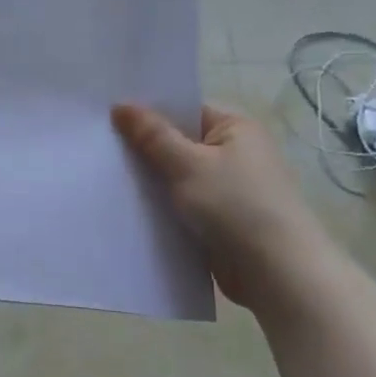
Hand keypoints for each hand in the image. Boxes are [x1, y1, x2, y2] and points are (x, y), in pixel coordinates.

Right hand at [112, 102, 334, 309]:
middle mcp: (235, 154)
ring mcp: (228, 189)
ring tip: (106, 176)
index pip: (185, 111)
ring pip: (177, 177)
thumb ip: (152, 135)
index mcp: (236, 129)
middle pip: (179, 143)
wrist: (275, 272)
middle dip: (144, 149)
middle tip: (100, 147)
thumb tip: (121, 105)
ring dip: (151, 181)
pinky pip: (182, 204)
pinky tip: (129, 207)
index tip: (109, 117)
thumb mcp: (187, 163)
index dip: (148, 113)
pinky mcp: (220, 219)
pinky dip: (161, 206)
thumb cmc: (235, 205)